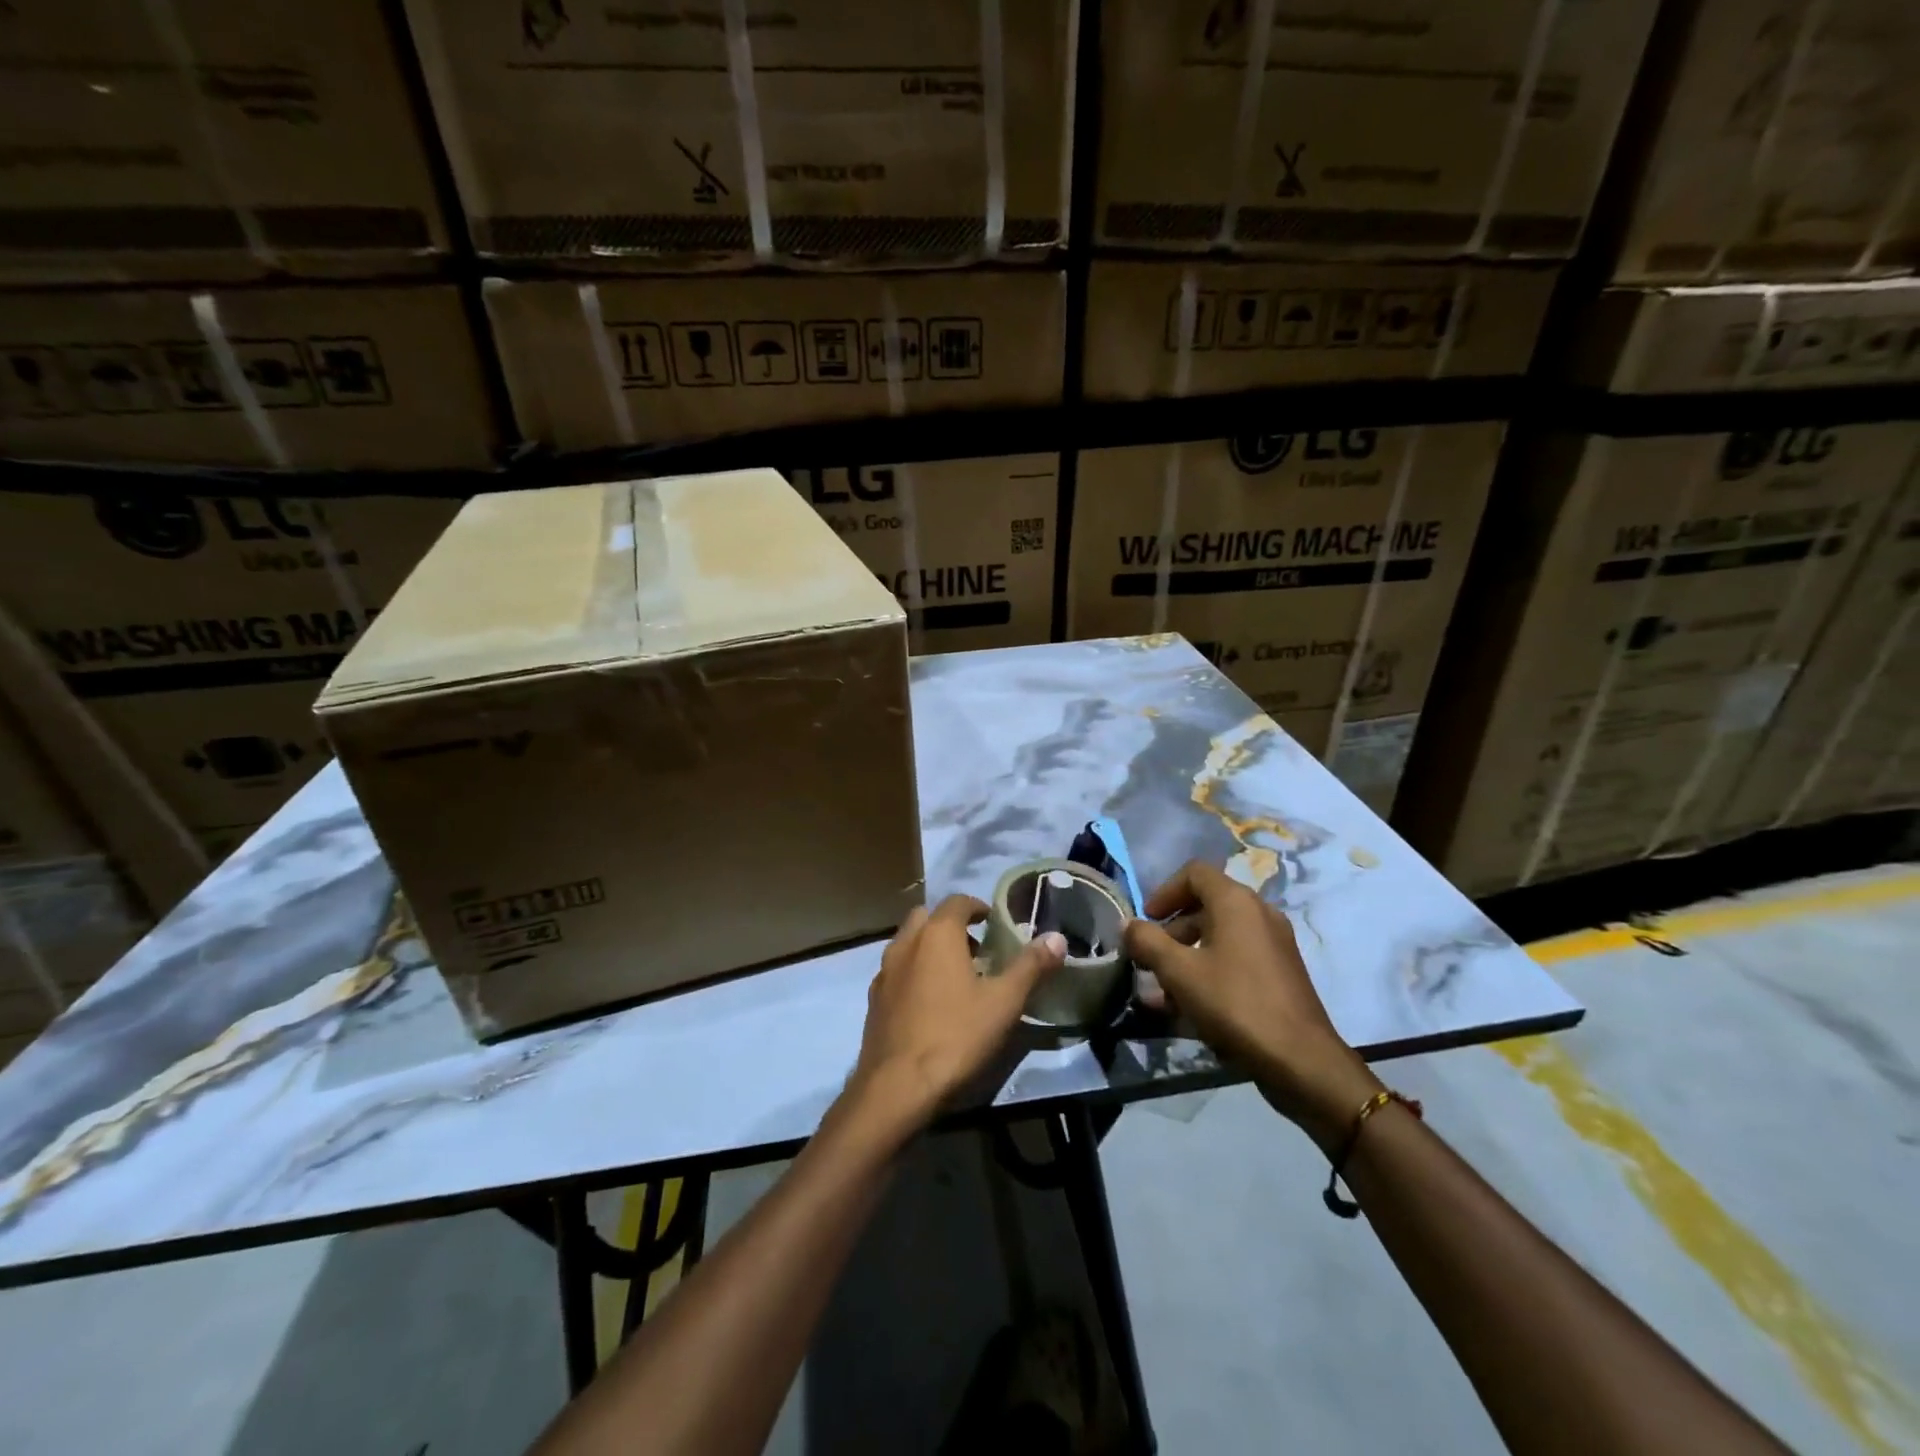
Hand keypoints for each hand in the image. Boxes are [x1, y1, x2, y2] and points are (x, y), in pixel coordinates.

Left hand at [850, 896, 1066, 1133]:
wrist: (897, 1086)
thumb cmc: (956, 1035)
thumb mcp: (1004, 1002)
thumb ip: (1031, 966)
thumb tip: (1056, 937)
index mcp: (937, 933)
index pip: (957, 901)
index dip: (977, 907)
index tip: (994, 922)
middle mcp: (905, 943)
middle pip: (927, 917)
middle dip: (950, 925)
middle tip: (976, 949)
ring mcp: (884, 972)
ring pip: (908, 944)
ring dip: (929, 948)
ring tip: (955, 977)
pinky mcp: (873, 1000)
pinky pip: (896, 972)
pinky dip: (913, 973)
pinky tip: (930, 1003)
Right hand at [1123, 861, 1380, 1148]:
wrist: (1301, 1060)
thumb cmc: (1234, 1004)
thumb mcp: (1179, 972)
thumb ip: (1148, 942)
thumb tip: (1128, 924)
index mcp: (1236, 902)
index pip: (1194, 873)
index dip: (1164, 891)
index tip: (1147, 920)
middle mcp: (1259, 913)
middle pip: (1206, 905)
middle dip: (1172, 930)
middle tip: (1150, 959)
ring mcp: (1274, 944)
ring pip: (1220, 936)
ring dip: (1187, 955)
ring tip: (1163, 990)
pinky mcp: (1280, 973)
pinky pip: (1236, 958)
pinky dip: (1210, 970)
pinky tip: (1189, 1007)